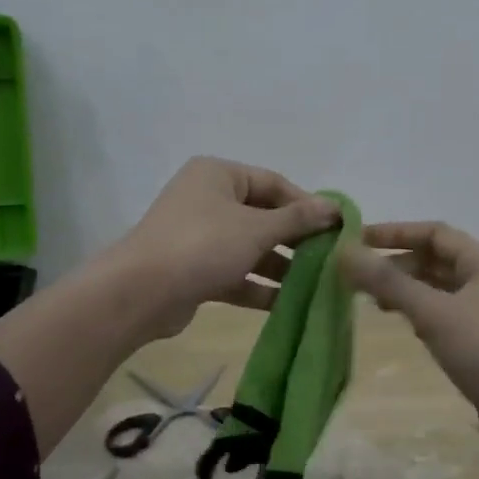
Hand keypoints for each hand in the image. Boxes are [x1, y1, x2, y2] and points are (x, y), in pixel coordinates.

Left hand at [105, 158, 339, 339]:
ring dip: (280, 267)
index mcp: (218, 175)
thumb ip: (297, 219)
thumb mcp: (256, 228)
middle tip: (329, 259)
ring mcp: (199, 237)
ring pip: (250, 248)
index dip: (306, 204)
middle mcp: (208, 200)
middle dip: (295, 240)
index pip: (273, 183)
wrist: (141, 292)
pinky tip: (287, 303)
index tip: (336, 228)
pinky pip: (235, 274)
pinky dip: (258, 286)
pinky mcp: (195, 271)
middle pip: (263, 217)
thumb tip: (335, 208)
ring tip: (315, 285)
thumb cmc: (203, 245)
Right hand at [339, 222, 478, 452]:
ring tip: (371, 300)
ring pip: (437, 289)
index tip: (355, 241)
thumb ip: (388, 282)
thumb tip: (344, 252)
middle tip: (357, 275)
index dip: (394, 233)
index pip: (434, 233)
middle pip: (435, 259)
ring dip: (405, 288)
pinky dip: (418, 312)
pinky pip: (442, 314)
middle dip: (396, 263)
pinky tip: (401, 324)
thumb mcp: (433, 313)